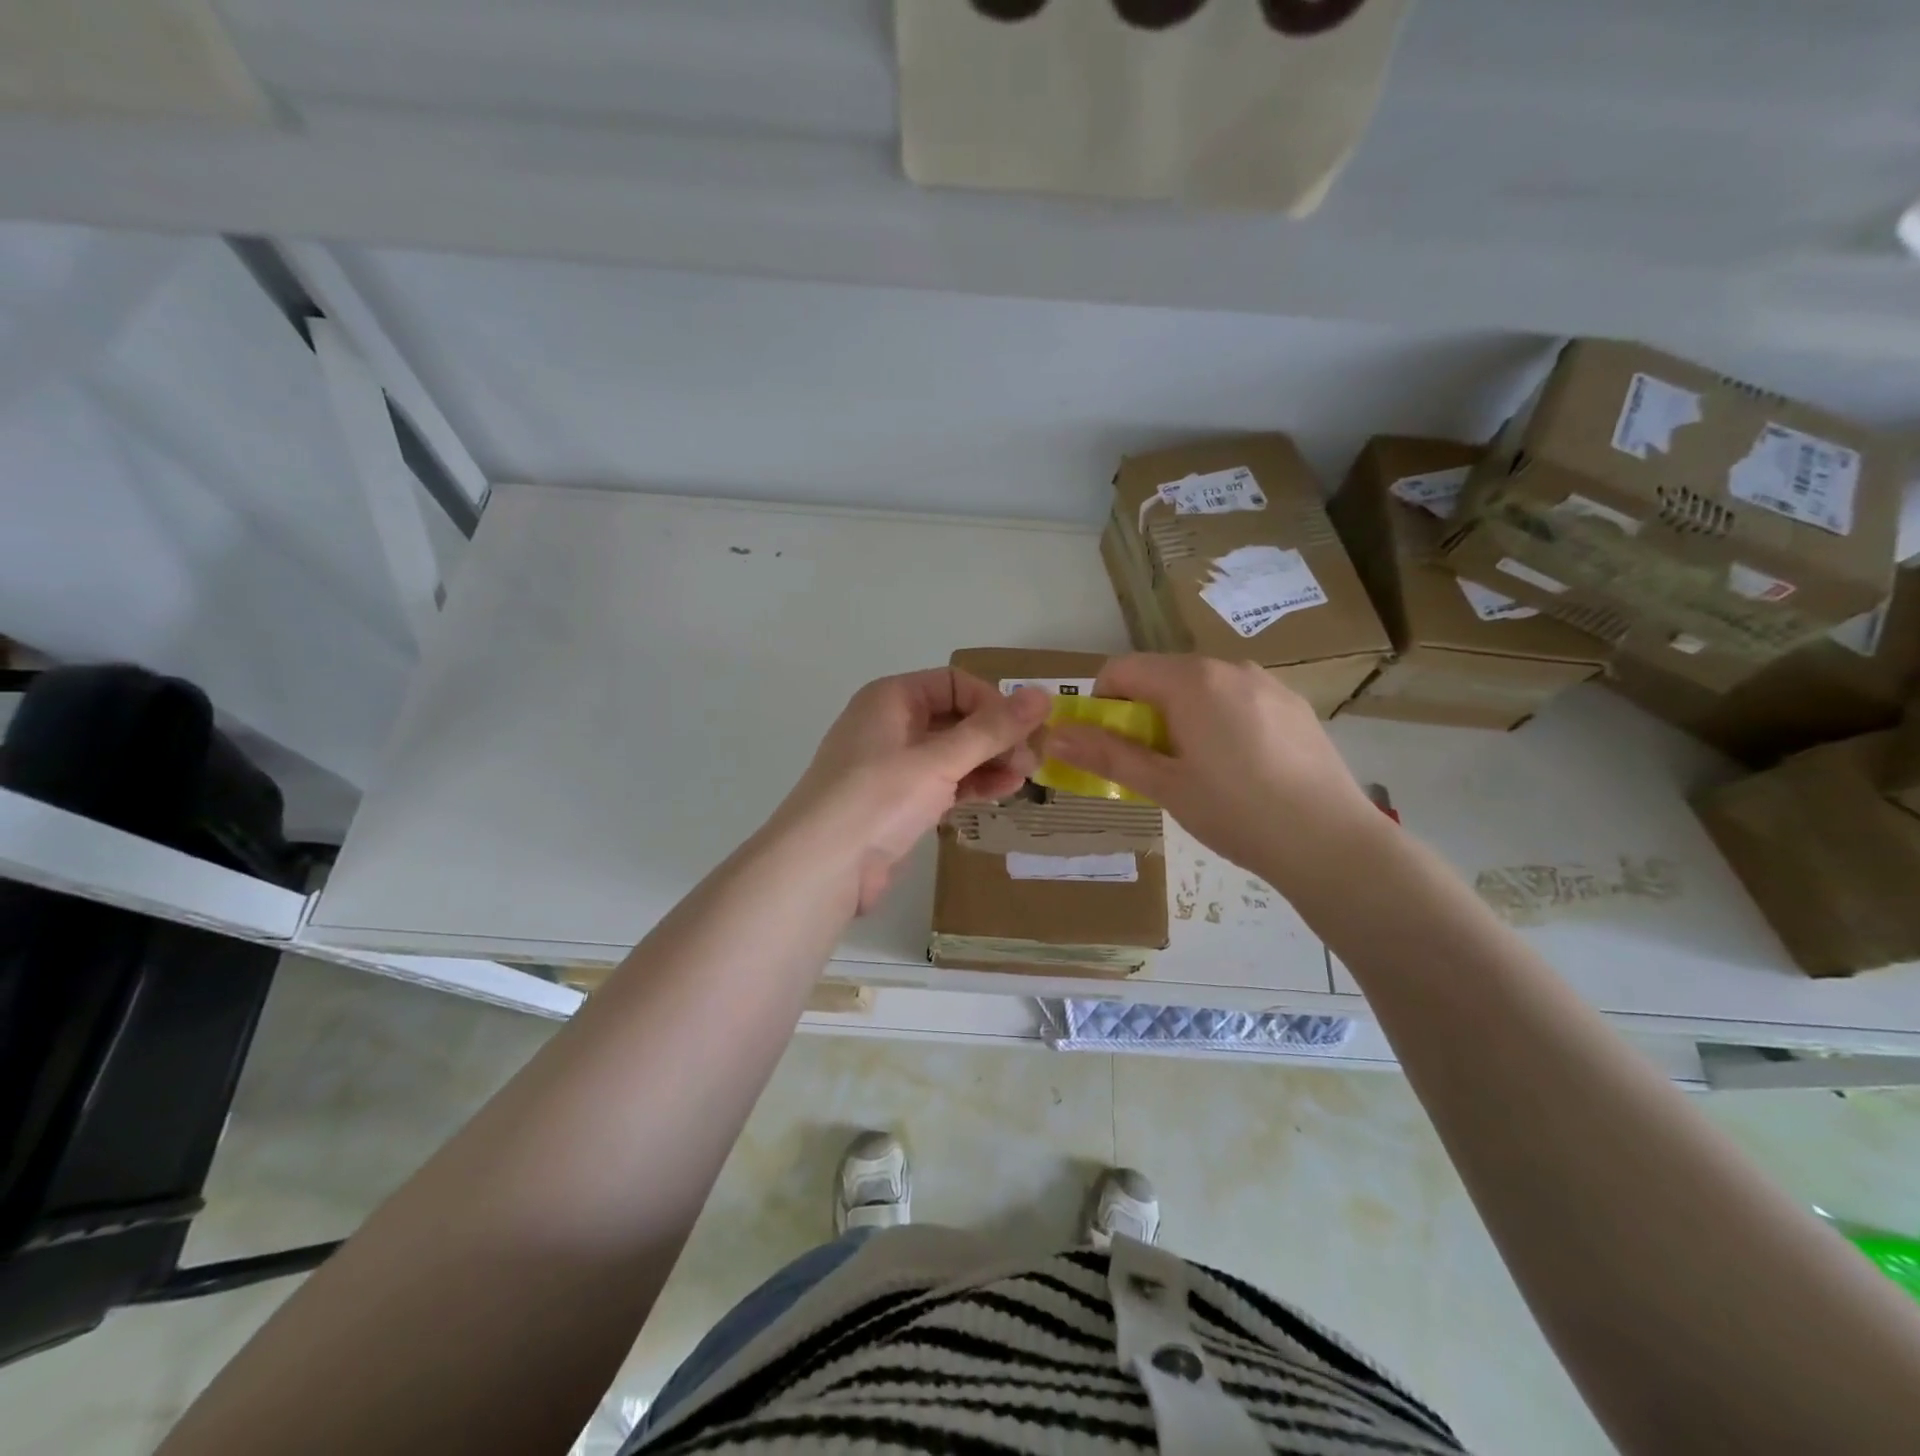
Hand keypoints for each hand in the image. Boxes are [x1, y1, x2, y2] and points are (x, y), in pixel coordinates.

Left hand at [776, 669, 1049, 913]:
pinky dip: (972, 785)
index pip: (954, 683)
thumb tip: (1042, 694)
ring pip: (952, 753)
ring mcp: (893, 766)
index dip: (992, 703)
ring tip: (1024, 779)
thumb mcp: (939, 760)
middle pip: (956, 718)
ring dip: (989, 762)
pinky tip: (1002, 793)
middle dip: (996, 736)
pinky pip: (943, 783)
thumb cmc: (878, 799)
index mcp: (891, 698)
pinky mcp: (898, 803)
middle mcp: (891, 725)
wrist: (822, 868)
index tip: (1025, 732)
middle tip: (1034, 761)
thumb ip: (992, 729)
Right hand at [1044, 654, 1382, 886]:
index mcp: (1192, 681)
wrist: (1331, 843)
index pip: (1123, 669)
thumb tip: (1053, 735)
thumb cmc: (1236, 812)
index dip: (1101, 703)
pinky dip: (1219, 721)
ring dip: (1180, 717)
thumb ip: (1106, 754)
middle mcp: (1230, 668)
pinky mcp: (1294, 705)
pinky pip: (1238, 700)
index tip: (1107, 745)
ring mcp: (1268, 684)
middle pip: (1163, 676)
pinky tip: (1240, 769)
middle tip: (1150, 765)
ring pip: (1202, 688)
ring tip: (1197, 770)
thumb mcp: (1164, 786)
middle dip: (1142, 713)